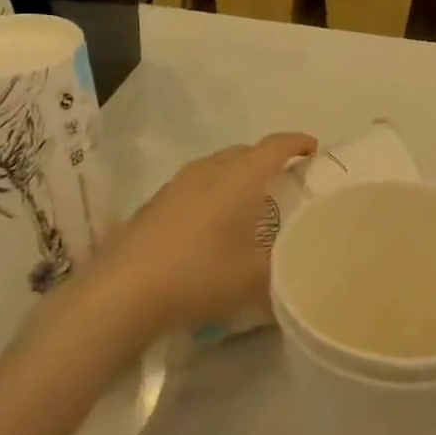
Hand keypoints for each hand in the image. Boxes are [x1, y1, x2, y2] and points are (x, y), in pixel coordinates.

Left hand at [90, 131, 317, 333]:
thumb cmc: (199, 275)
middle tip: (285, 181)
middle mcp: (209, 170)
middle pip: (245, 152)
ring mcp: (177, 184)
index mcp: (240, 177)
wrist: (122, 291)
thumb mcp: (254, 281)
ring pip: (217, 167)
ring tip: (249, 203)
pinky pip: (195, 186)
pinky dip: (213, 194)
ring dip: (237, 177)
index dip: (297, 143)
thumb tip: (297, 276)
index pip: (275, 146)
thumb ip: (283, 273)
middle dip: (268, 160)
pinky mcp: (155, 203)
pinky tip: (211, 226)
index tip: (313, 149)